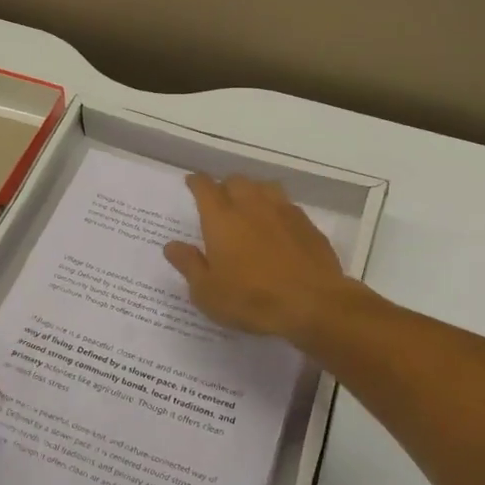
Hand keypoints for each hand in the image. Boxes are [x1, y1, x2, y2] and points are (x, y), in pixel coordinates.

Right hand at [163, 173, 366, 349]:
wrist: (313, 303)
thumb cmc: (252, 299)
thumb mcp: (208, 292)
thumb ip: (189, 265)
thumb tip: (171, 245)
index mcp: (221, 218)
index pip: (205, 187)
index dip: (196, 182)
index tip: (192, 182)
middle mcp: (250, 205)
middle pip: (235, 181)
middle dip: (225, 186)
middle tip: (220, 201)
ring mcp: (282, 211)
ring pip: (264, 187)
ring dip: (253, 191)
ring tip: (249, 206)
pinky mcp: (306, 224)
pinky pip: (286, 205)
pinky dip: (277, 209)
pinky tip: (278, 225)